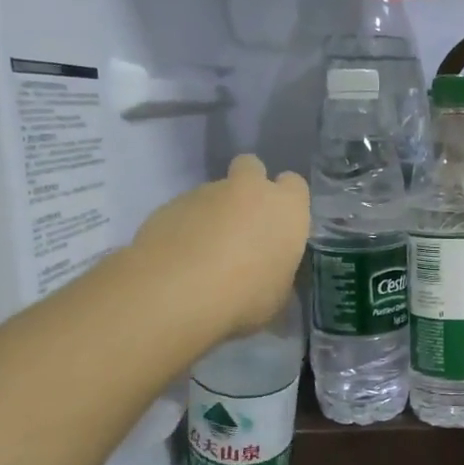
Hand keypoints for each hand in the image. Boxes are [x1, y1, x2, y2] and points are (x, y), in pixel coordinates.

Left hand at [129, 154, 307, 336]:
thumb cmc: (245, 297)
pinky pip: (184, 211)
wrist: (177, 293)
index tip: (279, 225)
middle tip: (243, 224)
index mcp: (286, 209)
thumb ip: (278, 271)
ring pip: (214, 192)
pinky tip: (179, 260)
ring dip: (213, 214)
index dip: (286, 202)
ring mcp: (205, 192)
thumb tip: (270, 271)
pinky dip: (185, 228)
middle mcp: (249, 190)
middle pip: (251, 167)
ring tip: (203, 255)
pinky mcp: (169, 204)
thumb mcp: (278, 295)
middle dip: (248, 186)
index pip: (295, 185)